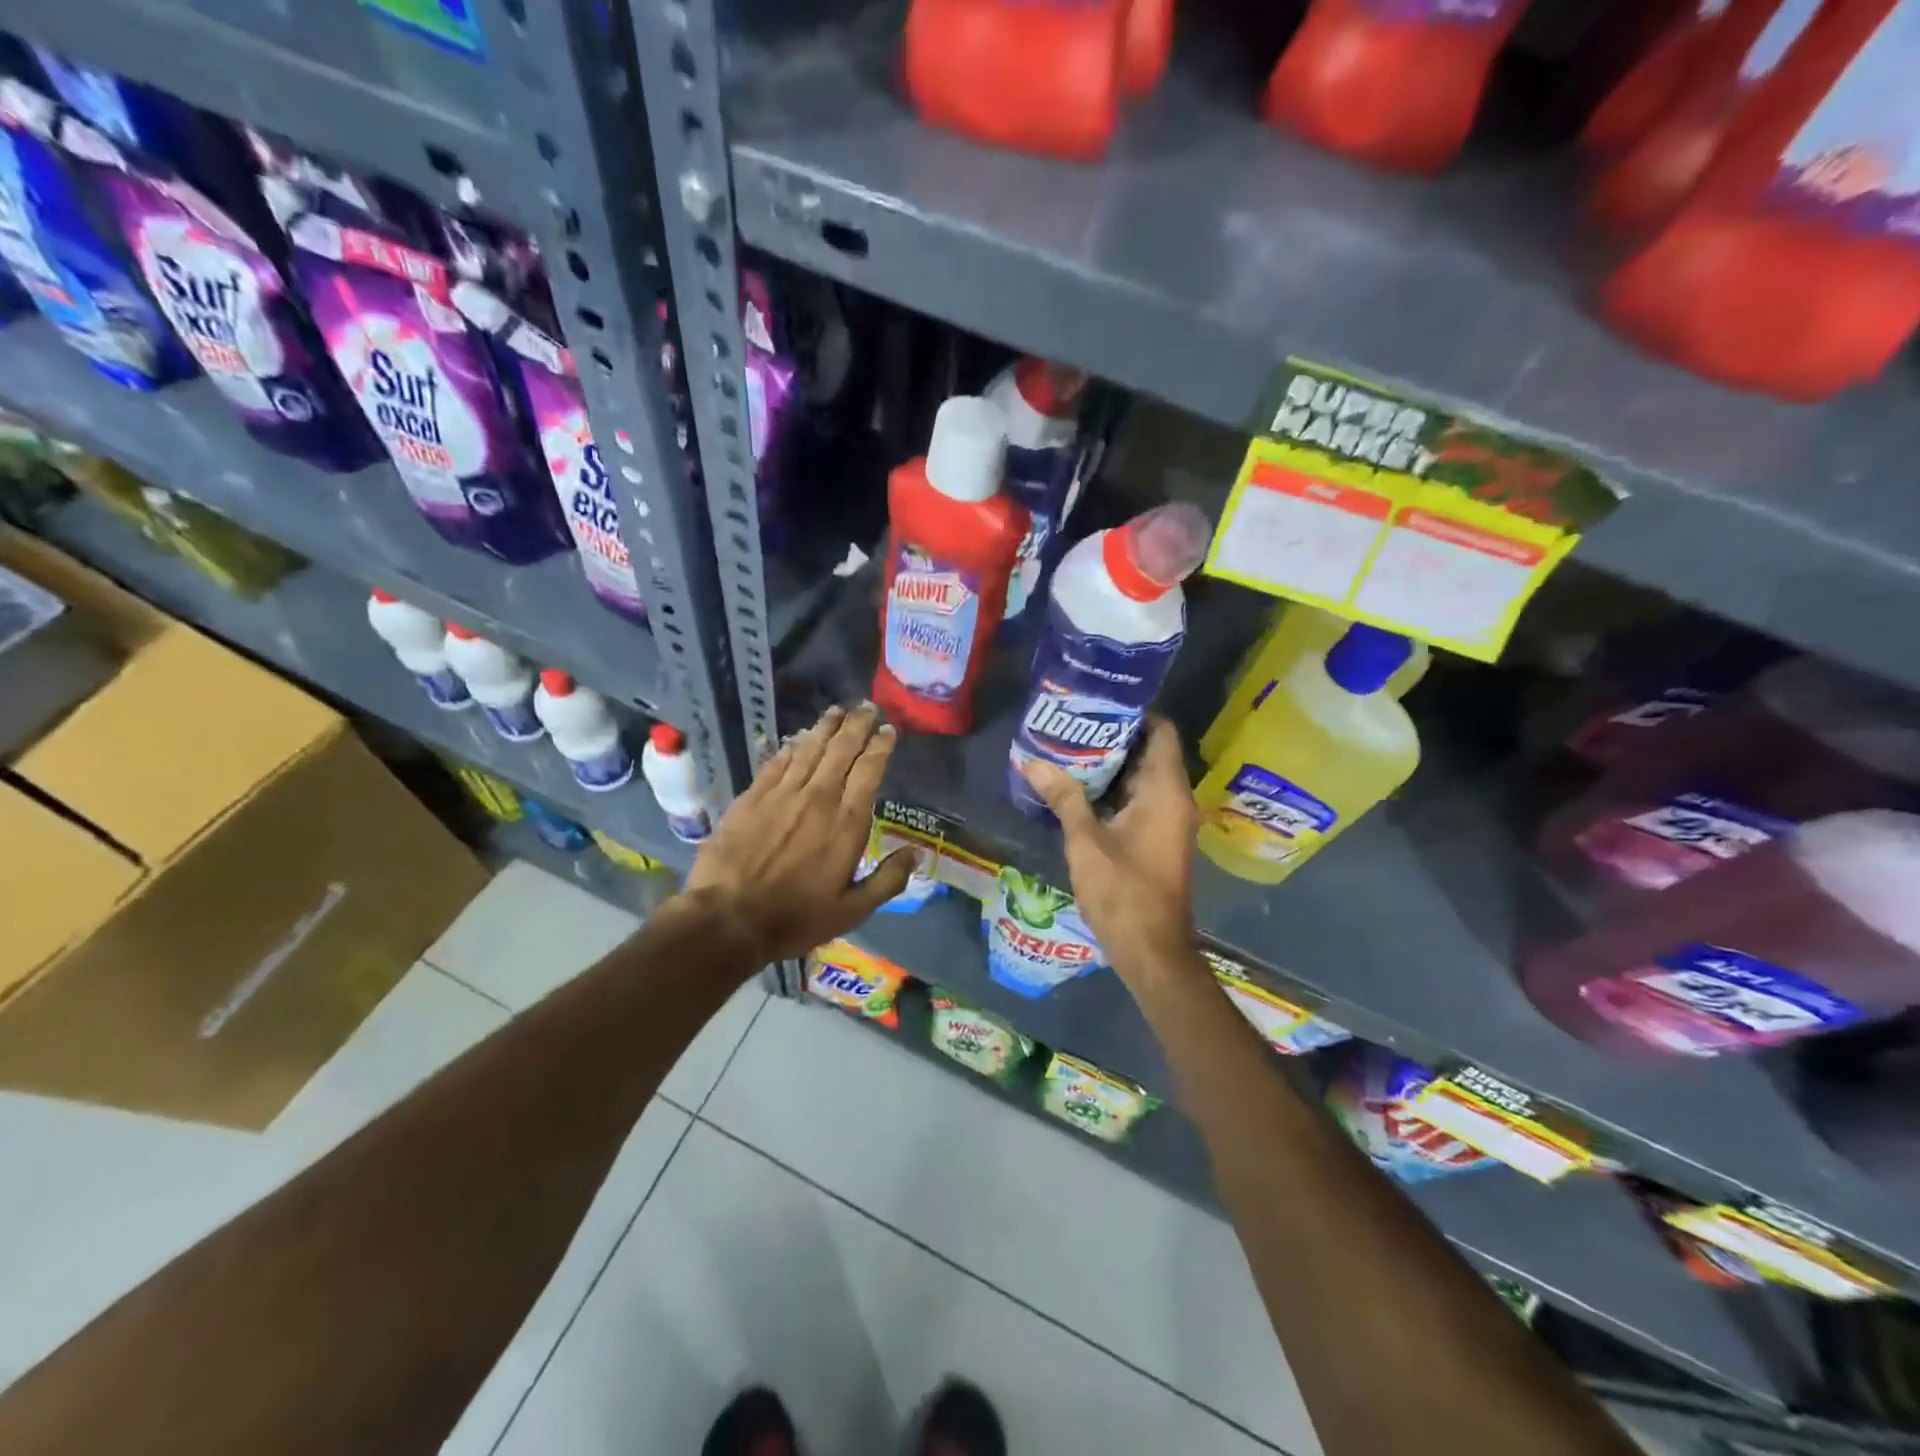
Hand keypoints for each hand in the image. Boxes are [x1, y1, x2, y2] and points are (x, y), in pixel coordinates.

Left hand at [685, 703, 917, 963]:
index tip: (888, 730)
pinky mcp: (752, 797)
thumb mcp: (852, 910)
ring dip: (825, 727)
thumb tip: (915, 853)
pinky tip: (797, 736)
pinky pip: (777, 762)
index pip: (869, 771)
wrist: (729, 918)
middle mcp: (818, 798)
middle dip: (857, 726)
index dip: (880, 746)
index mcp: (846, 823)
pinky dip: (791, 746)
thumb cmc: (795, 918)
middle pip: (841, 750)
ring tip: (837, 711)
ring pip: (809, 749)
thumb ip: (887, 880)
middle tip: (867, 707)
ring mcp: (782, 794)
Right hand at [1019, 715, 1198, 989]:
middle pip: (1150, 752)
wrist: (1151, 949)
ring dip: (1111, 766)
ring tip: (1069, 750)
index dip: (1134, 713)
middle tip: (1072, 724)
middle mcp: (1175, 799)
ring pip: (1143, 778)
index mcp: (1166, 791)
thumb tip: (1034, 762)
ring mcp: (1169, 821)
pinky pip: (1140, 801)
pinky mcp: (1158, 839)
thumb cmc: (1123, 891)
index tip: (1097, 703)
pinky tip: (1079, 789)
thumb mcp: (1086, 841)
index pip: (1161, 732)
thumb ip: (1064, 797)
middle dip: (1113, 737)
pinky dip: (1115, 791)